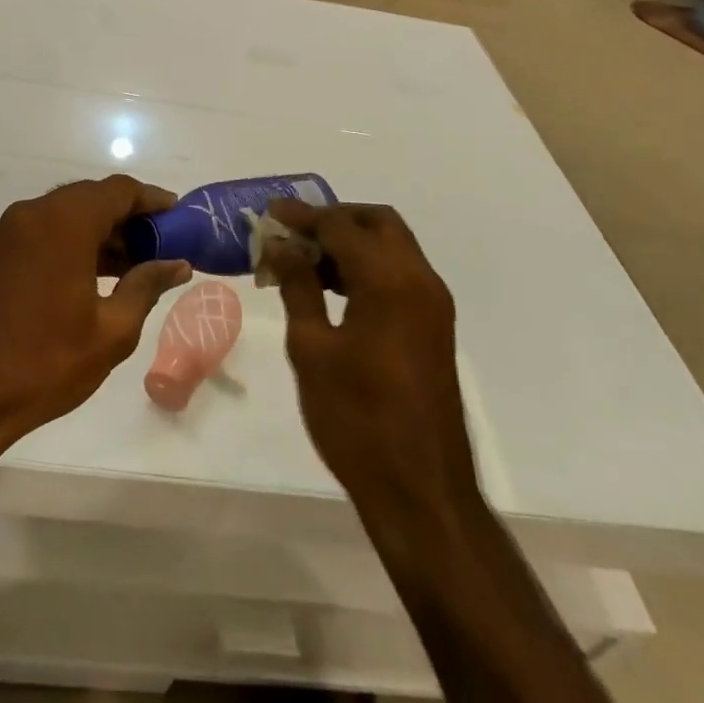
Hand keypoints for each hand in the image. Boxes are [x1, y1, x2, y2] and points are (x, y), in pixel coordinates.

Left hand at [0, 177, 191, 450]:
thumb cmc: (45, 363)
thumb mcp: (111, 330)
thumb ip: (146, 286)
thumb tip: (178, 264)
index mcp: (64, 222)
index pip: (119, 190)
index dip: (153, 200)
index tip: (181, 218)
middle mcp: (36, 213)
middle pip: (94, 197)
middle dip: (130, 216)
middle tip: (163, 244)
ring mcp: (14, 230)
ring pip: (71, 212)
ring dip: (105, 230)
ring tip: (139, 263)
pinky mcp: (2, 251)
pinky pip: (50, 229)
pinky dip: (79, 241)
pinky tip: (103, 272)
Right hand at [264, 201, 480, 522]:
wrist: (421, 490)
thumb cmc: (357, 420)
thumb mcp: (312, 349)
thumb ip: (298, 287)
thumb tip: (281, 246)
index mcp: (389, 281)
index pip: (342, 225)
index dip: (303, 216)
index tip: (270, 212)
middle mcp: (419, 280)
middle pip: (377, 223)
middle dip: (334, 218)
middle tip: (294, 232)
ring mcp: (432, 304)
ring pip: (392, 246)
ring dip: (351, 241)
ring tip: (304, 259)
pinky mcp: (434, 326)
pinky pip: (400, 273)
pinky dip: (368, 265)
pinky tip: (333, 287)